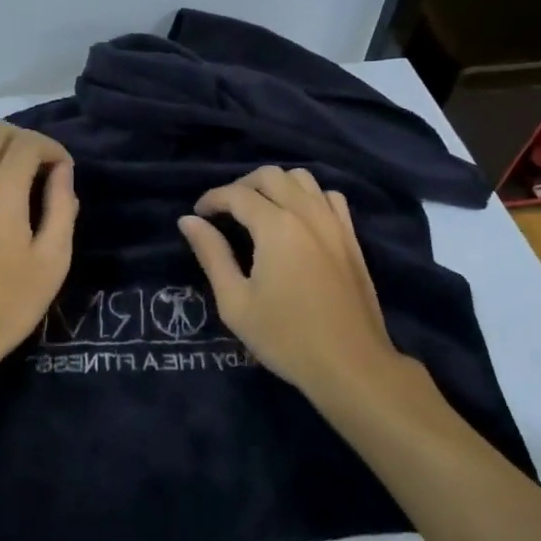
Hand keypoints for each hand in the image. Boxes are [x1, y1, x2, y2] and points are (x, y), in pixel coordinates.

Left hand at [0, 122, 77, 393]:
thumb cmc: (7, 304)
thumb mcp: (52, 261)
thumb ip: (61, 207)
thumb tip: (63, 173)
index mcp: (0, 191)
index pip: (28, 143)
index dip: (53, 148)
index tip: (66, 172)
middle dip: (26, 141)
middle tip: (45, 170)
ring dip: (0, 152)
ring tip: (22, 183)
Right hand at [178, 166, 405, 402]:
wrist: (351, 364)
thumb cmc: (286, 338)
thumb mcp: (235, 302)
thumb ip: (212, 255)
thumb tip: (188, 221)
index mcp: (276, 226)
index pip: (237, 194)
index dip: (212, 199)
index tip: (198, 215)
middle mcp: (307, 213)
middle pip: (271, 175)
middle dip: (242, 186)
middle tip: (225, 212)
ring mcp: (335, 223)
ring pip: (303, 179)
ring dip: (276, 185)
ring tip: (259, 210)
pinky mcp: (351, 237)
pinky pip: (329, 197)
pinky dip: (308, 197)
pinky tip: (298, 219)